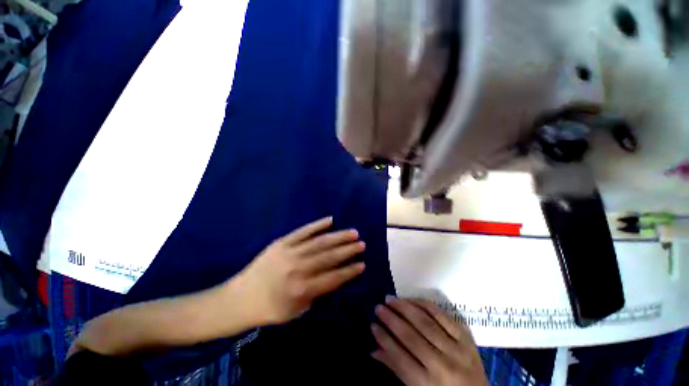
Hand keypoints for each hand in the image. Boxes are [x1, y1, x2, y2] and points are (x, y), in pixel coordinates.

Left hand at [235, 217, 365, 324]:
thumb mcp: (296, 311)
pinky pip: (303, 231)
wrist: (240, 299)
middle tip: (362, 244)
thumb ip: (316, 294)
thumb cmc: (270, 309)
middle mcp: (298, 269)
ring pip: (319, 242)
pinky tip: (330, 220)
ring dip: (338, 237)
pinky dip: (317, 225)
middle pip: (329, 257)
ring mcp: (289, 252)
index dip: (349, 271)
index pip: (333, 278)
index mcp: (302, 290)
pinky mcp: (281, 242)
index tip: (362, 264)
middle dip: (348, 250)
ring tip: (353, 232)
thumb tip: (334, 277)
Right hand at [371, 298, 487, 385]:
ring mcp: (457, 350)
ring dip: (404, 308)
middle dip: (391, 319)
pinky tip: (412, 299)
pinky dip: (425, 305)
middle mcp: (443, 366)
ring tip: (390, 299)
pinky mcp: (467, 338)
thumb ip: (396, 369)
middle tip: (378, 307)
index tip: (373, 325)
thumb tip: (373, 350)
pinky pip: (442, 316)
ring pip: (425, 322)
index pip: (399, 357)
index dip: (384, 339)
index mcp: (428, 385)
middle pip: (411, 337)